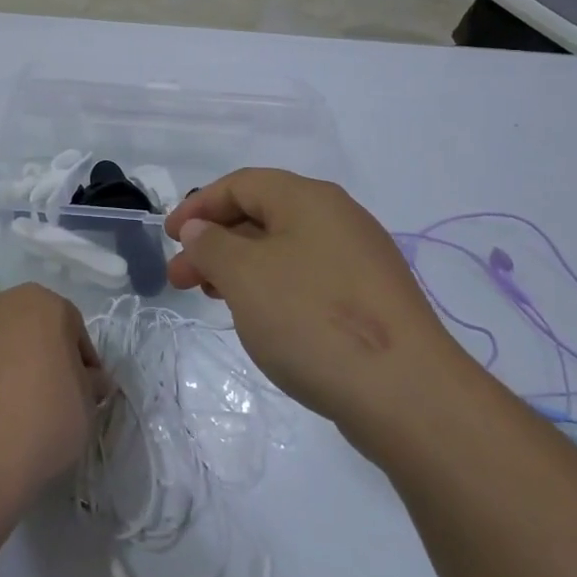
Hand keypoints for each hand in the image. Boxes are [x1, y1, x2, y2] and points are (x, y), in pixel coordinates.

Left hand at [0, 284, 109, 512]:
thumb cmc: (41, 422)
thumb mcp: (87, 407)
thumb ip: (90, 384)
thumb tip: (89, 380)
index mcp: (43, 303)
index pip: (74, 330)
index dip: (83, 364)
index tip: (85, 395)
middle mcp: (1, 303)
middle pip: (34, 328)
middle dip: (46, 356)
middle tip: (53, 398)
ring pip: (1, 342)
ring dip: (12, 365)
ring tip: (17, 409)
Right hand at [164, 170, 452, 428]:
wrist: (406, 393)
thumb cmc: (312, 319)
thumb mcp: (245, 276)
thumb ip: (213, 245)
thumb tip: (202, 230)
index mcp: (308, 199)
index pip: (241, 184)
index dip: (199, 206)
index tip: (169, 238)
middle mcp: (338, 218)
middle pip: (262, 215)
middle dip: (215, 243)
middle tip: (183, 279)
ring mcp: (359, 260)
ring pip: (284, 250)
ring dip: (241, 268)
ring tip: (215, 300)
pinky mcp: (371, 300)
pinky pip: (308, 278)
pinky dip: (273, 288)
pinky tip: (262, 319)